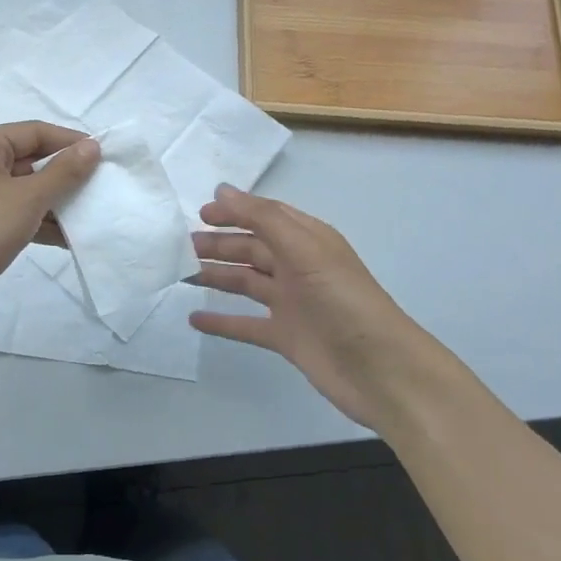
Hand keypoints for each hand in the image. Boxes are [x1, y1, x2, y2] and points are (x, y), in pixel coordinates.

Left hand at [0, 122, 99, 329]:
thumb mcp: (27, 198)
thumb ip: (63, 172)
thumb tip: (91, 146)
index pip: (35, 132)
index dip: (70, 142)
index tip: (104, 156)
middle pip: (32, 160)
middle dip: (66, 174)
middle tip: (102, 186)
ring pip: (27, 190)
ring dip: (57, 202)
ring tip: (93, 213)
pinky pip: (18, 214)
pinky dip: (41, 222)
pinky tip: (70, 238)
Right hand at [190, 184, 443, 428]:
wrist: (381, 370)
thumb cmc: (344, 300)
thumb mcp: (304, 250)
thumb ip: (262, 218)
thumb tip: (222, 190)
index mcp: (308, 241)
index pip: (265, 216)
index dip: (234, 212)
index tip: (199, 214)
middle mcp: (298, 267)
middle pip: (251, 248)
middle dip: (218, 244)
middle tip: (179, 247)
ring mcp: (292, 303)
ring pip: (245, 283)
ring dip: (215, 276)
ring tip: (180, 273)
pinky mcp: (286, 337)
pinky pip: (246, 323)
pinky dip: (221, 321)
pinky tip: (194, 318)